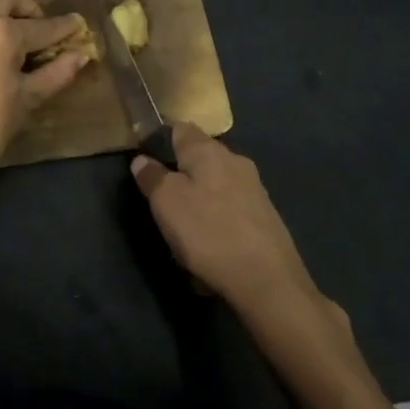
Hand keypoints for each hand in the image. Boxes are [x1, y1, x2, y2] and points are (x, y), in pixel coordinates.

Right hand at [129, 123, 331, 324]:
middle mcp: (235, 162)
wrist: (267, 280)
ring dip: (198, 204)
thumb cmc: (208, 232)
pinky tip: (210, 250)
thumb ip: (152, 177)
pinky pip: (230, 213)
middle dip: (180, 176)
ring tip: (184, 234)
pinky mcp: (265, 217)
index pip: (180, 128)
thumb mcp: (166, 202)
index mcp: (209, 151)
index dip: (160, 139)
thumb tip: (142, 159)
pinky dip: (216, 225)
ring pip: (215, 187)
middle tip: (161, 203)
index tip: (146, 160)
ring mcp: (255, 190)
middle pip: (200, 159)